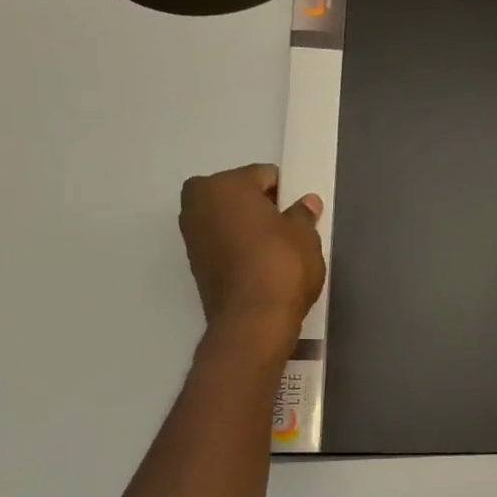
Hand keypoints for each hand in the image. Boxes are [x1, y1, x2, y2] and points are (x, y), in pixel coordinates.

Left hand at [180, 165, 325, 346]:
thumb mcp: (304, 235)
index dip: (286, 193)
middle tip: (287, 231)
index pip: (264, 176)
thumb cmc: (281, 265)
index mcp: (223, 185)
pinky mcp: (194, 263)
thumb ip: (303, 213)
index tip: (300, 214)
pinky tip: (260, 266)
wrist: (253, 321)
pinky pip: (223, 243)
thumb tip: (305, 203)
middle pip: (239, 195)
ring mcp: (191, 235)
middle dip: (261, 208)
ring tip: (275, 252)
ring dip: (248, 229)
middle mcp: (197, 203)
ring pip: (229, 220)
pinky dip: (239, 249)